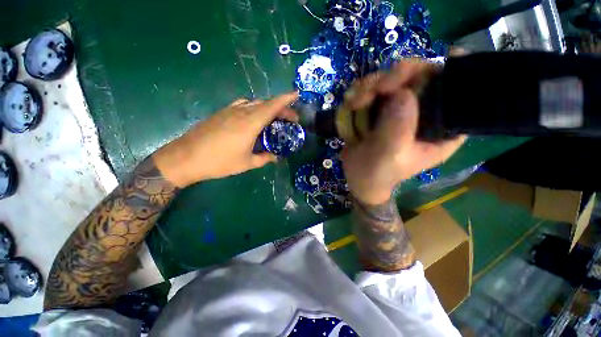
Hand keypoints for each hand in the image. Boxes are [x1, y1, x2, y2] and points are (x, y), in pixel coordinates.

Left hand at [153, 92, 298, 187]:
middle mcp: (241, 112)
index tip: (296, 94)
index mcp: (250, 123)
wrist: (186, 158)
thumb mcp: (247, 163)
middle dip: (280, 107)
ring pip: (254, 103)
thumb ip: (264, 158)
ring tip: (274, 118)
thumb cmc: (219, 162)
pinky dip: (254, 108)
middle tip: (290, 118)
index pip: (272, 106)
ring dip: (267, 107)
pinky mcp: (221, 113)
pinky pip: (242, 105)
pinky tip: (253, 118)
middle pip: (265, 103)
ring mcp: (229, 111)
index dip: (285, 99)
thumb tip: (275, 157)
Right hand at [341, 61, 465, 204]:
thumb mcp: (389, 156)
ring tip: (354, 102)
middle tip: (376, 89)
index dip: (458, 72)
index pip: (460, 94)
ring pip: (393, 78)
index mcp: (442, 130)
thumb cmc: (377, 173)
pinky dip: (360, 90)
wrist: (358, 178)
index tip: (451, 54)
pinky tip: (350, 101)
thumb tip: (403, 92)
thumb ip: (398, 129)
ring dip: (371, 85)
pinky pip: (373, 88)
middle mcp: (425, 114)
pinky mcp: (380, 109)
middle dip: (398, 76)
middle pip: (423, 76)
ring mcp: (400, 108)